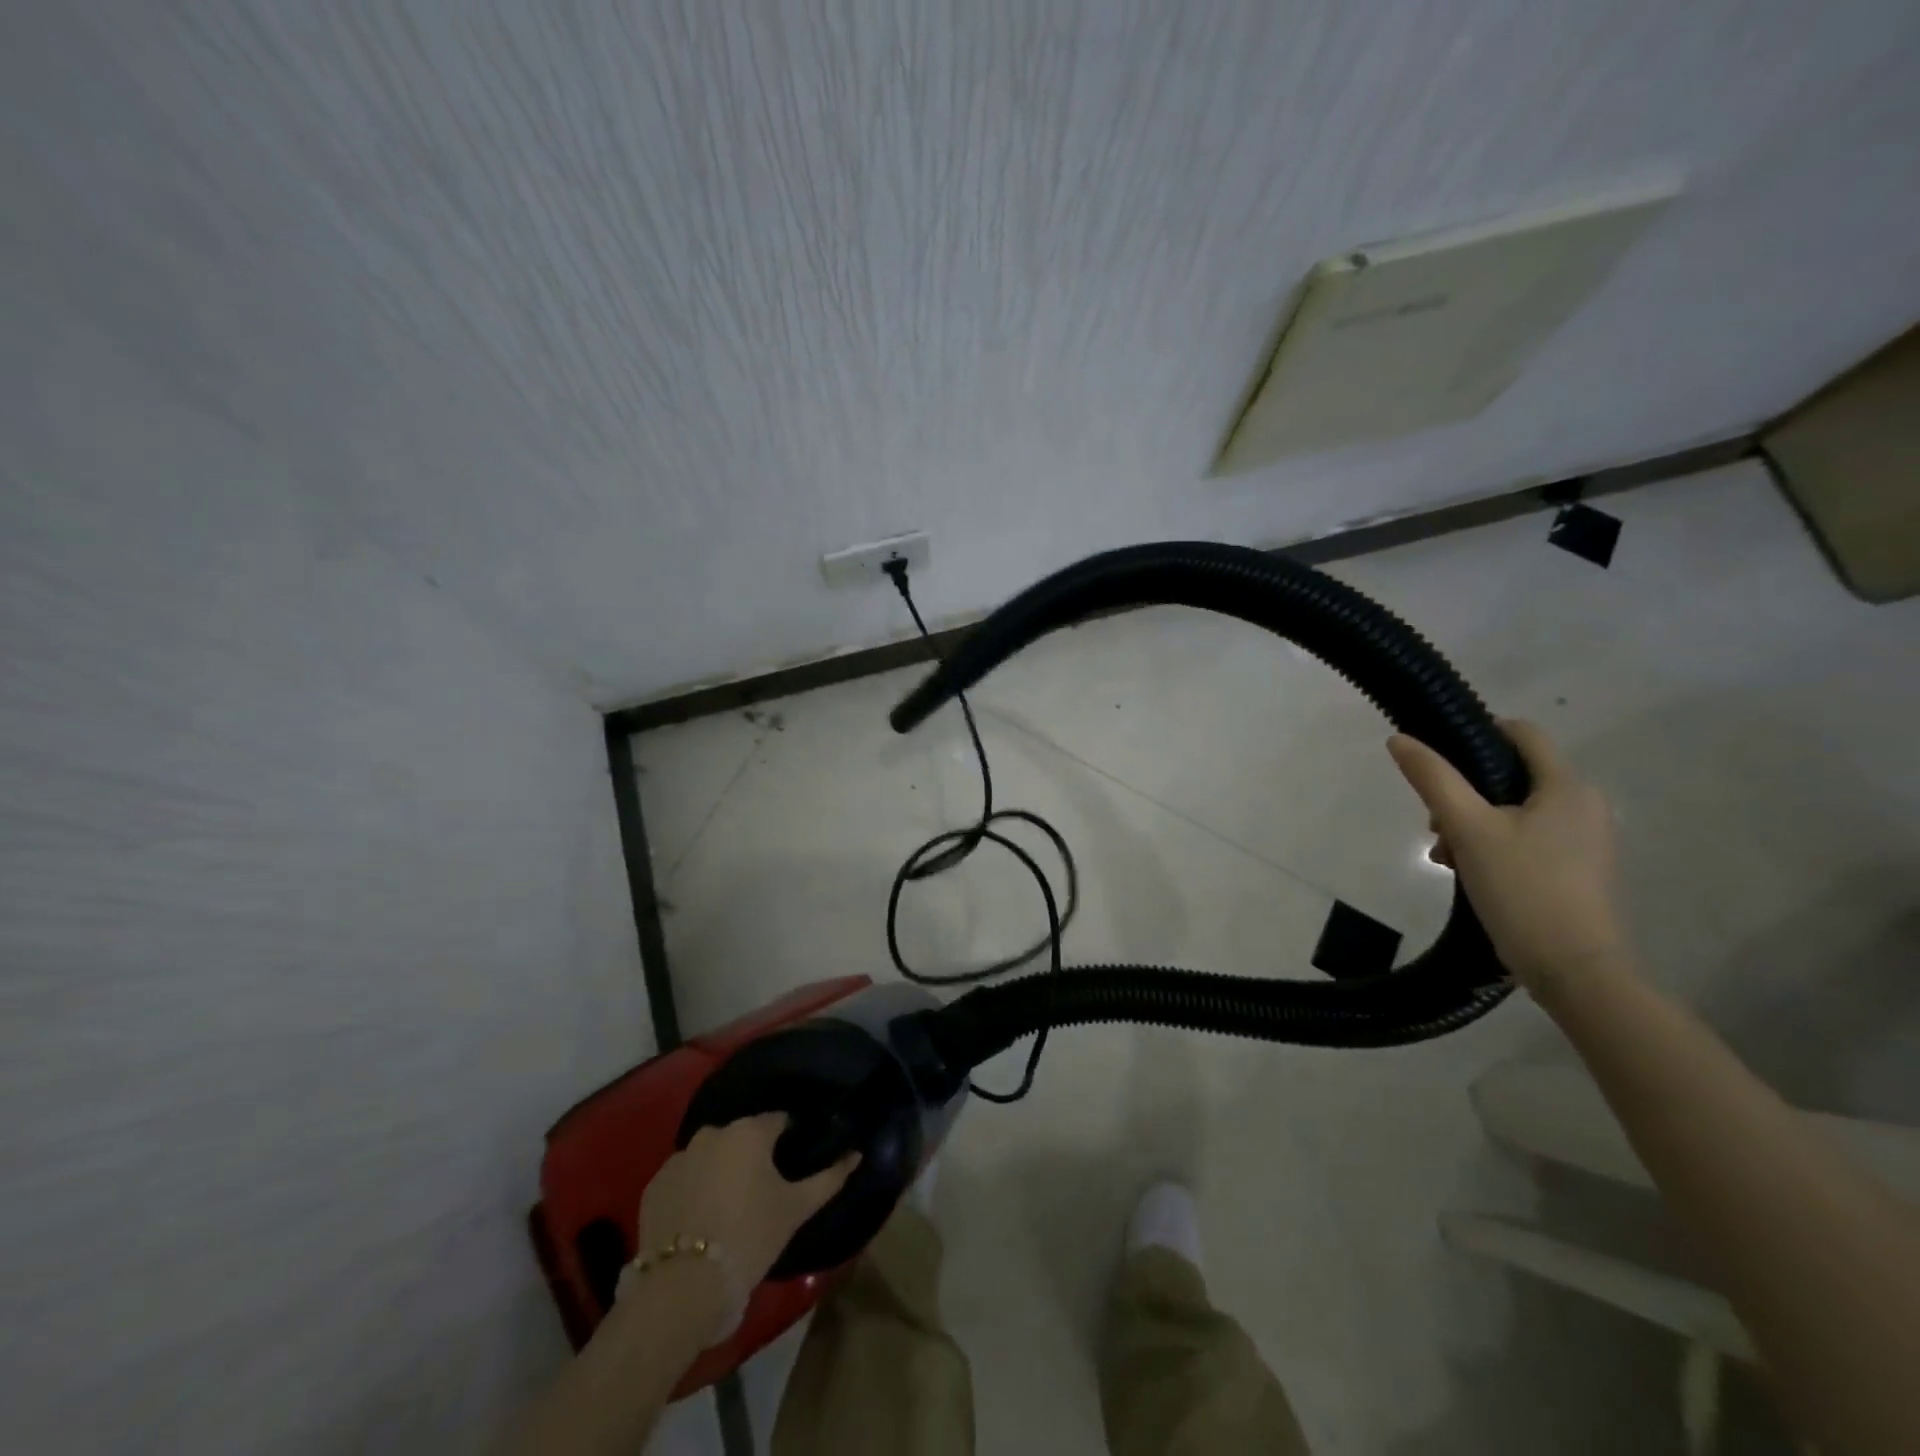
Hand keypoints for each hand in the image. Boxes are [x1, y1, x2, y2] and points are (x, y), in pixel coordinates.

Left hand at [638, 1114, 859, 1291]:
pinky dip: (693, 1189)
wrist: (683, 1287)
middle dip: (753, 1156)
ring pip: (711, 1156)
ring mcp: (678, 1157)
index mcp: (749, 1131)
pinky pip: (683, 1177)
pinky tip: (700, 1219)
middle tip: (763, 1192)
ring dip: (722, 1171)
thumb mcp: (796, 1209)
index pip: (778, 1121)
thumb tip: (857, 1153)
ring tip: (729, 1208)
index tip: (792, 1165)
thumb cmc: (750, 1237)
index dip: (789, 1140)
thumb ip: (829, 1178)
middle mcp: (713, 1132)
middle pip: (742, 1137)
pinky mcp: (654, 1185)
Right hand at [1387, 719, 1625, 994]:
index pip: (1521, 733)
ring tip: (1444, 855)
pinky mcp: (1575, 868)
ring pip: (1513, 809)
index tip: (1437, 757)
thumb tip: (1399, 739)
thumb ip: (1433, 779)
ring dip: (1471, 822)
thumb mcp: (1467, 827)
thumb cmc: (1522, 887)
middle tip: (1434, 823)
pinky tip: (1466, 871)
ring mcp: (1583, 839)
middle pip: (1511, 774)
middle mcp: (1584, 805)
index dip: (1476, 733)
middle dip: (1463, 792)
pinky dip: (1491, 844)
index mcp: (1567, 786)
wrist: (1573, 968)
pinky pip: (1525, 837)